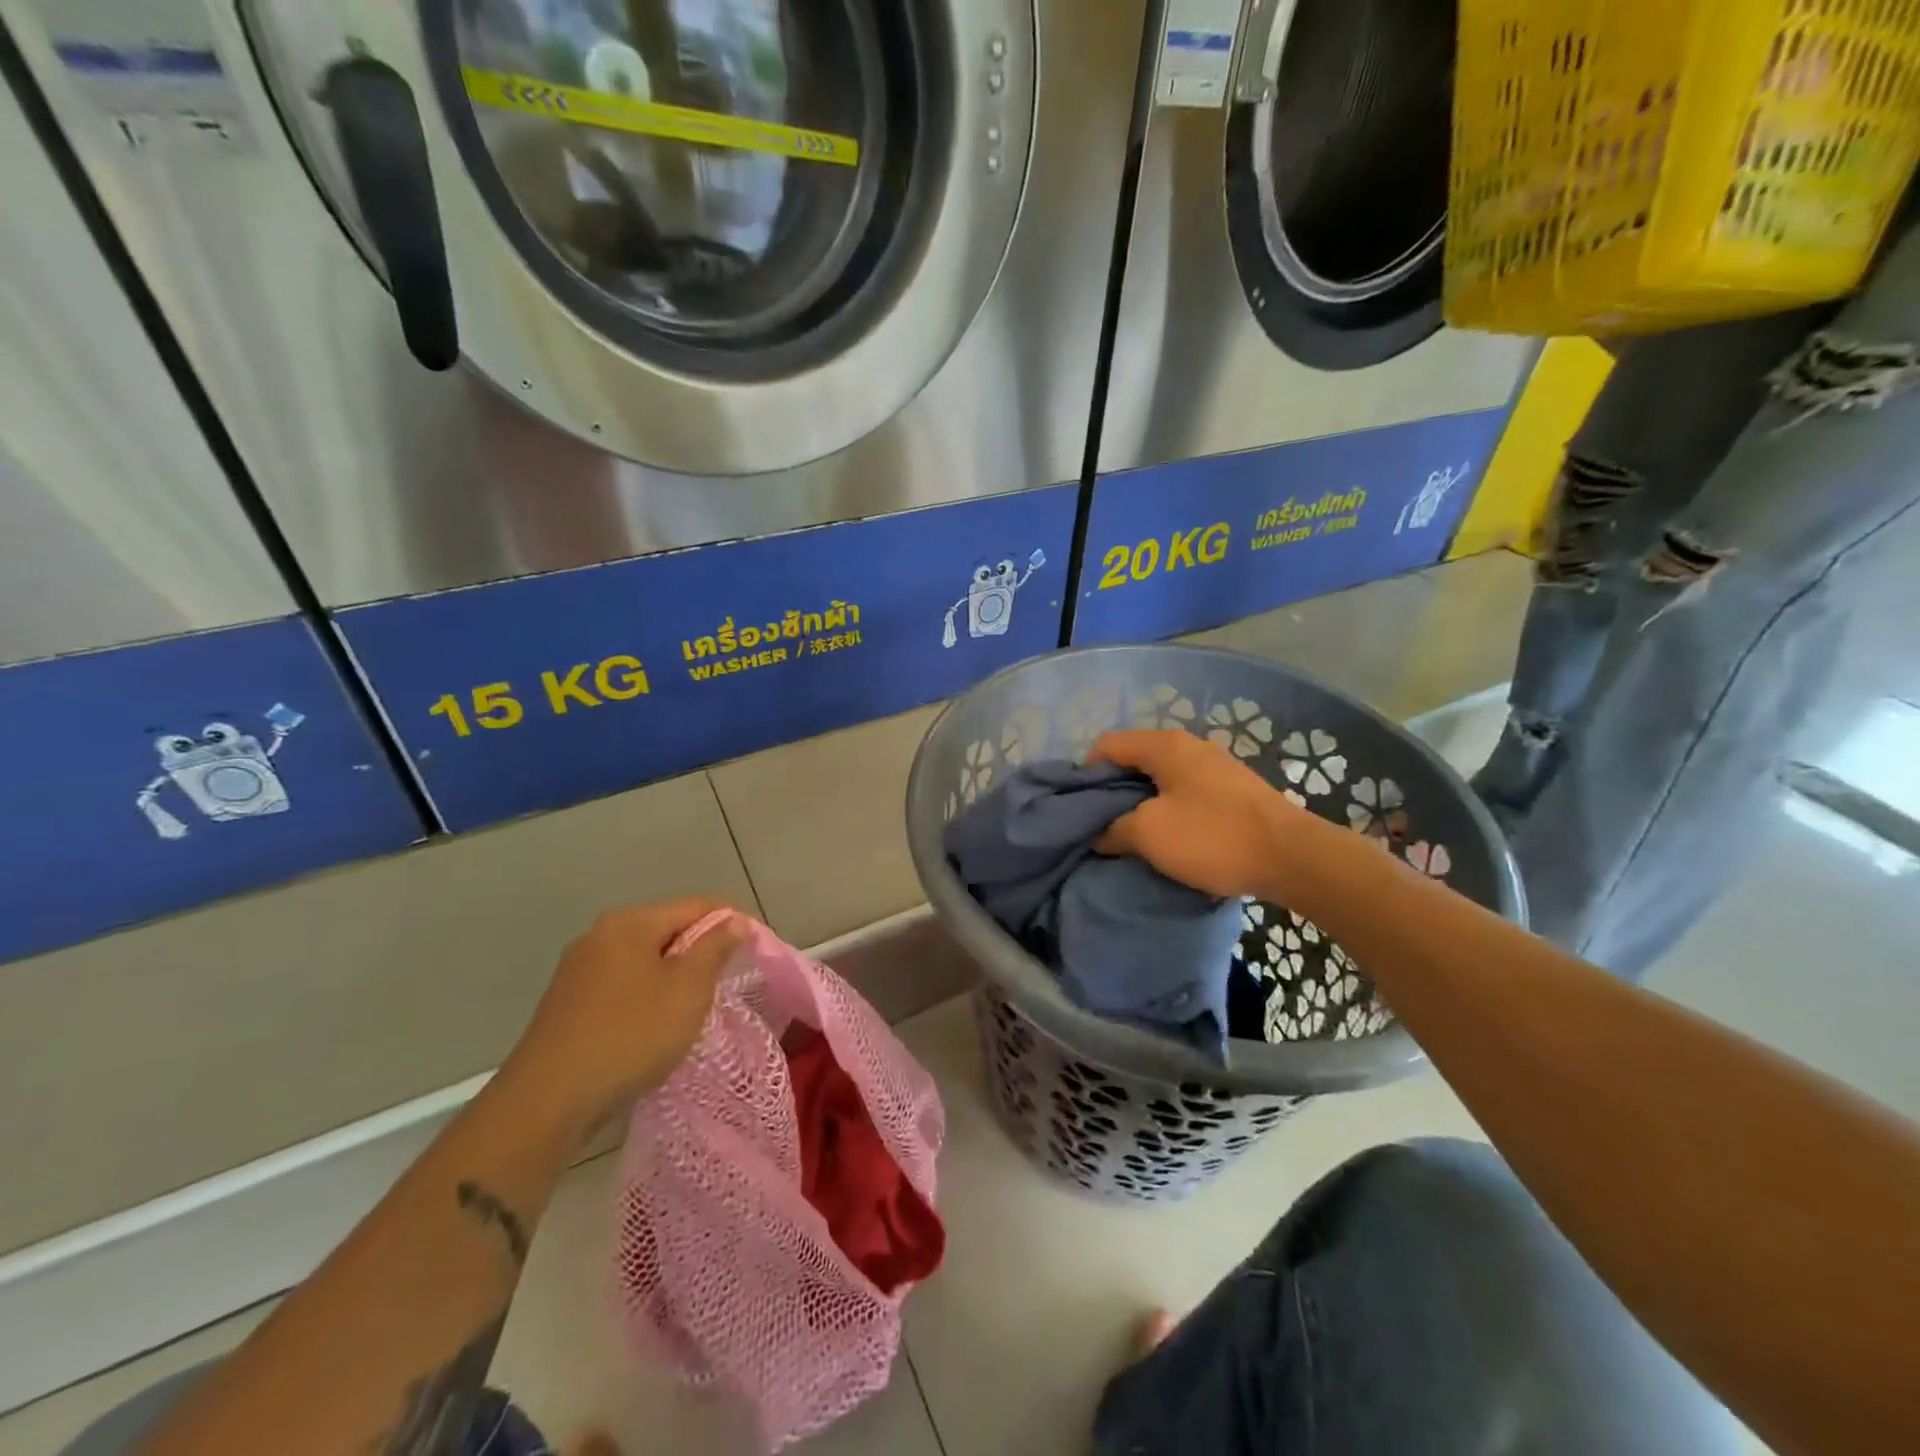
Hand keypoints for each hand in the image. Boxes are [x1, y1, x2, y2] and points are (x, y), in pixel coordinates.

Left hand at [499, 899, 747, 1138]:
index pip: (696, 906)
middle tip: (725, 984)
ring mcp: (578, 970)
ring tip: (693, 1009)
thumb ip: (715, 948)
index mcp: (630, 922)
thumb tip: (734, 921)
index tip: (755, 950)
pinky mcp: (566, 1004)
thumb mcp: (688, 988)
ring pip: (643, 960)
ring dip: (673, 977)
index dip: (731, 923)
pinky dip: (645, 997)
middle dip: (700, 952)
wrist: (547, 1102)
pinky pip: (621, 986)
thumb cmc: (631, 1035)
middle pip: (667, 930)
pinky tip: (652, 1028)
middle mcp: (600, 935)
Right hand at [1090, 730, 1310, 899]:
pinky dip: (1168, 810)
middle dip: (1112, 792)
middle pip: (1133, 760)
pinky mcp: (1232, 790)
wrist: (1293, 858)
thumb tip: (1097, 834)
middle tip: (1102, 826)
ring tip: (1133, 836)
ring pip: (1159, 778)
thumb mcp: (1150, 834)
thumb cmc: (1213, 837)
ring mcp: (1214, 766)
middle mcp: (1188, 746)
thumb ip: (1113, 829)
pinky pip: (1184, 792)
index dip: (1086, 774)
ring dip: (1141, 804)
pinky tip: (1170, 838)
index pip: (1107, 745)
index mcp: (1165, 746)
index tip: (1081, 810)